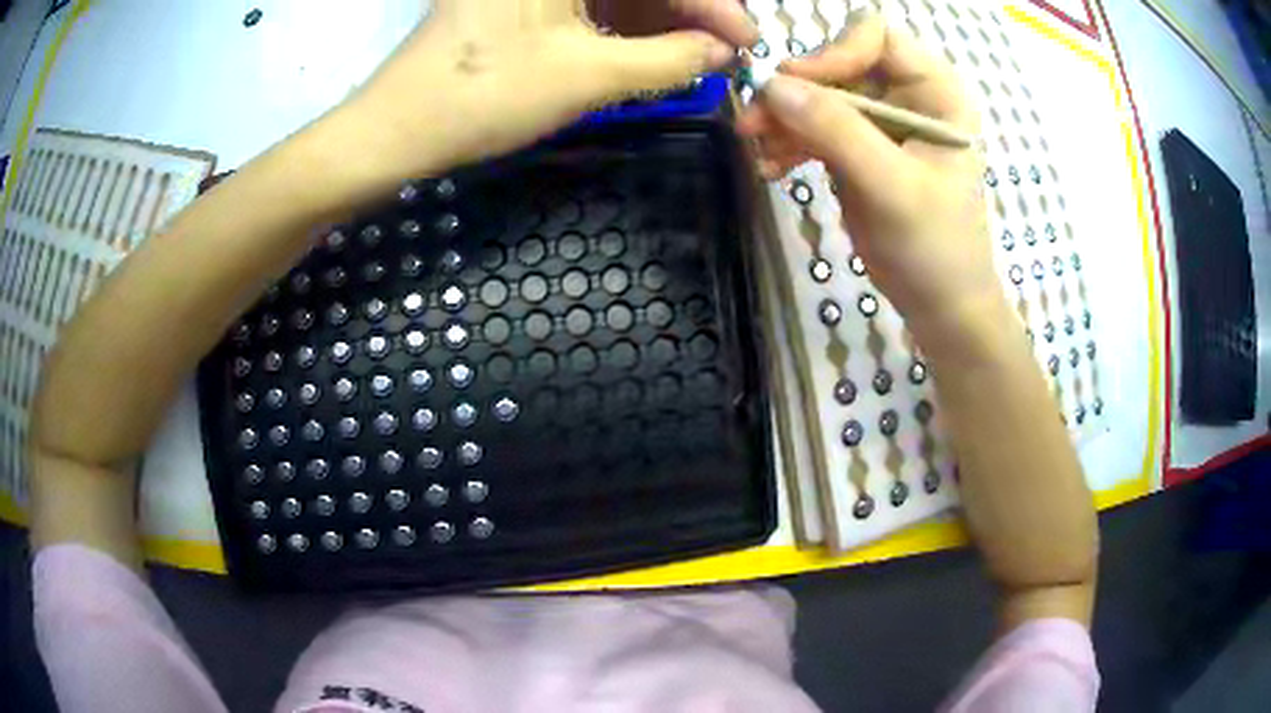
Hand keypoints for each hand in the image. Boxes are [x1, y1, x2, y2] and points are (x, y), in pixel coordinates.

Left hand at [329, 0, 750, 194]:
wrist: (395, 131)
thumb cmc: (484, 96)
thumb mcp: (587, 76)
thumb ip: (669, 60)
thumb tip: (723, 53)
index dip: (711, 2)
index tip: (746, 39)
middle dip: (688, 9)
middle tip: (725, 48)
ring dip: (660, 18)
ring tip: (696, 54)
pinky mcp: (520, 2)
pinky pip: (588, 3)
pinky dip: (624, 24)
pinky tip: (652, 47)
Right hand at [737, 12, 1000, 352]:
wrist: (940, 304)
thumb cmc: (936, 247)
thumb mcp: (892, 187)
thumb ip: (838, 131)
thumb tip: (772, 85)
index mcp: (936, 92)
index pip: (877, 37)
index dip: (834, 52)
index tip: (795, 85)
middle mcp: (907, 95)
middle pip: (838, 63)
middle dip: (796, 91)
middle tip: (754, 123)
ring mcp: (879, 120)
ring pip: (817, 94)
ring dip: (782, 118)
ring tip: (758, 151)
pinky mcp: (856, 146)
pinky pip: (812, 126)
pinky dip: (787, 142)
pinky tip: (771, 168)